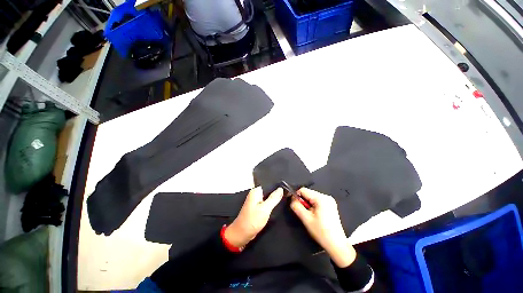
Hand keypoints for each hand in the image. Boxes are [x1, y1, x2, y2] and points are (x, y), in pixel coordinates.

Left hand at [225, 187, 283, 247]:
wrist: (242, 234)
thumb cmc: (253, 220)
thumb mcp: (265, 209)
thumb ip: (273, 198)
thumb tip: (281, 188)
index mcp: (256, 191)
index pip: (269, 184)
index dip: (278, 185)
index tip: (287, 186)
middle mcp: (255, 193)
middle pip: (269, 190)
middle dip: (277, 191)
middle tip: (289, 192)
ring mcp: (256, 200)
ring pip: (268, 196)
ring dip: (275, 197)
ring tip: (286, 196)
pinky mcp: (258, 207)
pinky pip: (266, 202)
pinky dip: (272, 203)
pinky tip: (279, 203)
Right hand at [290, 188, 355, 267]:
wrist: (337, 245)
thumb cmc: (321, 232)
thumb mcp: (306, 219)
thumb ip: (296, 206)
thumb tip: (291, 199)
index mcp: (321, 198)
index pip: (303, 190)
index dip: (295, 196)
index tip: (292, 203)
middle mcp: (326, 196)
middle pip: (308, 193)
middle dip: (302, 201)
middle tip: (302, 213)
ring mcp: (329, 200)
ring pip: (312, 197)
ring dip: (307, 204)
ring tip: (309, 215)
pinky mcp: (330, 205)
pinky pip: (317, 201)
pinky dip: (313, 206)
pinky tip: (315, 215)